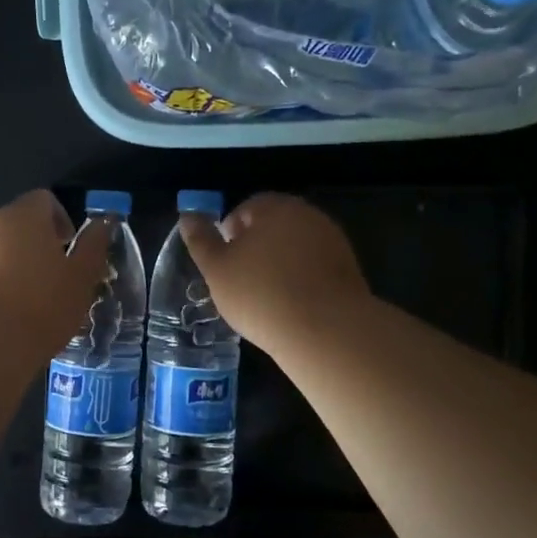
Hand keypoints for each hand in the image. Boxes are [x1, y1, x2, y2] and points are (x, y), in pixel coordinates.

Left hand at [0, 190, 112, 351]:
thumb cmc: (41, 306)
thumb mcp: (82, 278)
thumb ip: (94, 245)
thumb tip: (103, 222)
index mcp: (23, 216)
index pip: (43, 200)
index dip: (59, 221)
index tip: (68, 251)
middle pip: (13, 224)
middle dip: (31, 245)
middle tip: (47, 280)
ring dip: (4, 265)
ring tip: (19, 304)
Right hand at [179, 193, 369, 353]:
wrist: (325, 330)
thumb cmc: (260, 294)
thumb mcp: (217, 269)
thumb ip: (200, 240)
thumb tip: (187, 216)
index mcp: (274, 207)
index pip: (245, 209)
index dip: (229, 234)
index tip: (223, 263)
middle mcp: (307, 215)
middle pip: (273, 225)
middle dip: (256, 247)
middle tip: (241, 279)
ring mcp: (332, 240)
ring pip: (295, 246)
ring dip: (280, 262)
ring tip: (266, 295)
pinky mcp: (349, 268)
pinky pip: (315, 266)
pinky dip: (301, 278)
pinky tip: (292, 304)